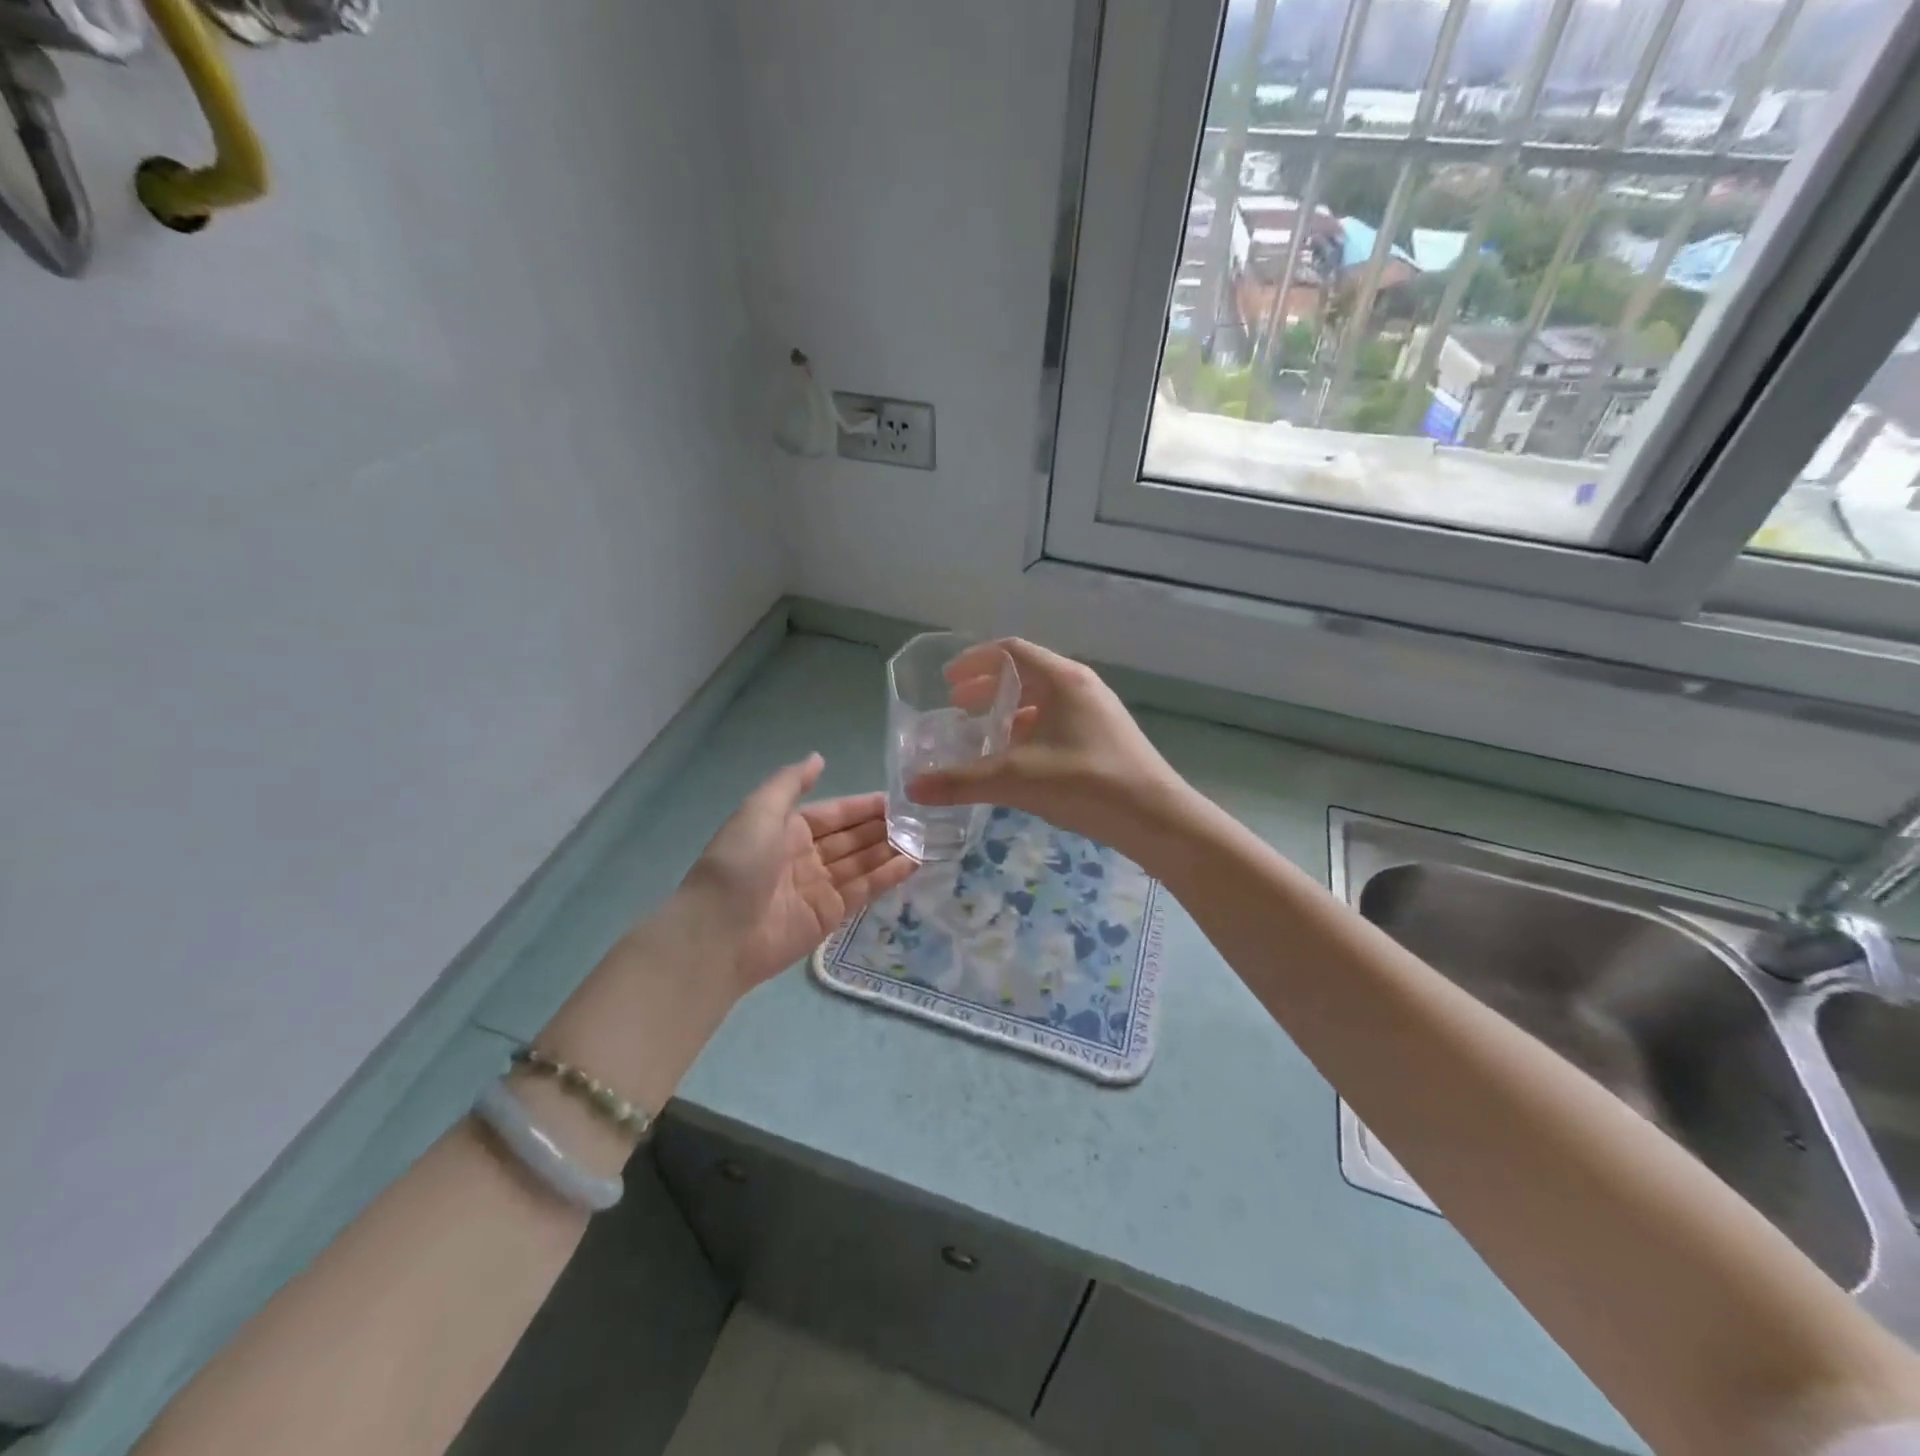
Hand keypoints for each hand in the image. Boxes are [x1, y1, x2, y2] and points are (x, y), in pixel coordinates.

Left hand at [681, 754, 917, 989]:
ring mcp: (818, 887)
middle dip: (882, 828)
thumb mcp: (759, 811)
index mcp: (787, 829)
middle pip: (851, 838)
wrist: (718, 932)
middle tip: (920, 819)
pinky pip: (863, 890)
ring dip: (889, 850)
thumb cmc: (738, 864)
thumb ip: (791, 783)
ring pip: (861, 863)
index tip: (898, 799)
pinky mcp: (829, 915)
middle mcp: (805, 855)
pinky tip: (912, 863)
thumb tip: (819, 757)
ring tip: (924, 839)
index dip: (864, 806)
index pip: (835, 813)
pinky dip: (887, 877)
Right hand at [908, 639, 1188, 858]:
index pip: (1011, 651)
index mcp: (1062, 679)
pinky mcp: (1104, 739)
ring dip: (1008, 713)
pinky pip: (1056, 723)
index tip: (946, 682)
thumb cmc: (1087, 783)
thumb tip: (911, 786)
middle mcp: (1080, 687)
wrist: (1157, 819)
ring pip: (1042, 701)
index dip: (974, 662)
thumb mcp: (1017, 778)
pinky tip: (1016, 761)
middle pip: (1026, 674)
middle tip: (957, 709)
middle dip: (987, 689)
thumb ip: (962, 781)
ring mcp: (1096, 713)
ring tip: (981, 735)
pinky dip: (1029, 733)